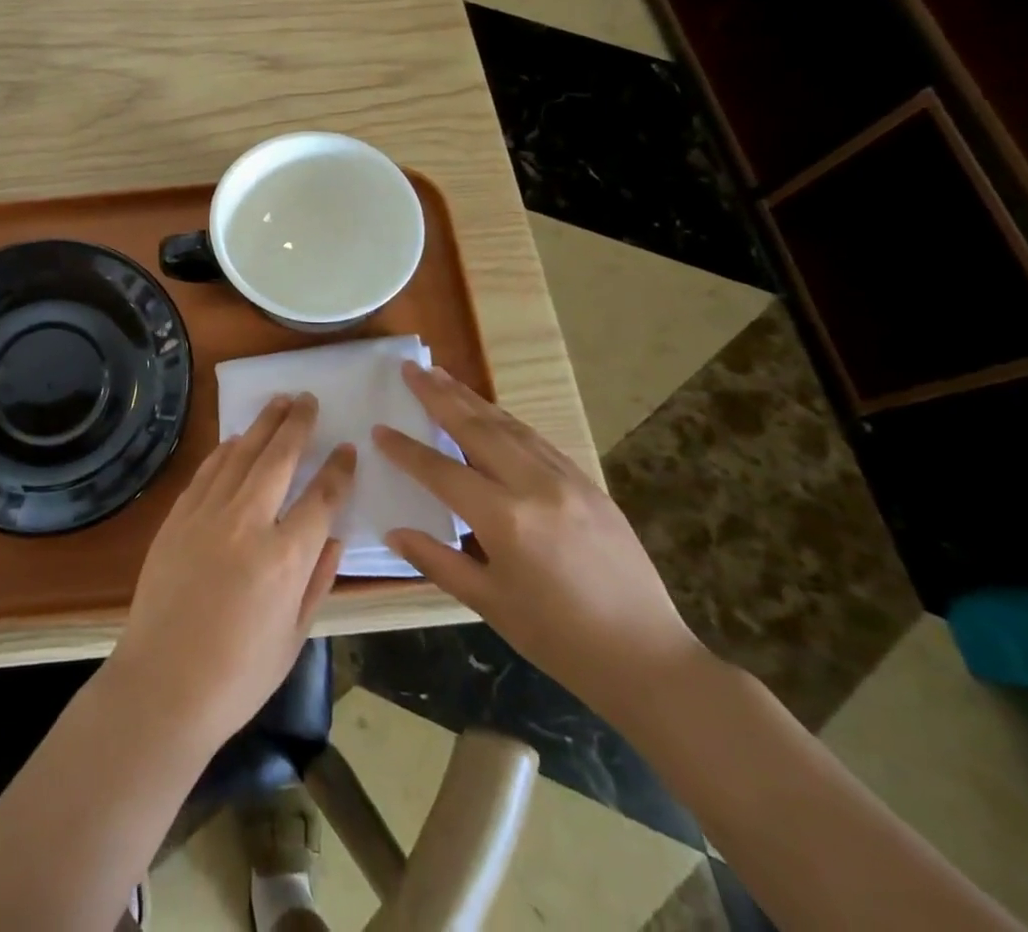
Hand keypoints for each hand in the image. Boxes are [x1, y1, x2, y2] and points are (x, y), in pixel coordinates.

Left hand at [111, 394, 355, 750]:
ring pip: (240, 454)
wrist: (162, 684)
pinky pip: (207, 472)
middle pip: (278, 458)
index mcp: (284, 557)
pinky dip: (225, 451)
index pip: (322, 498)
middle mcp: (247, 523)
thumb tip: (334, 536)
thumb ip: (317, 580)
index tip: (348, 449)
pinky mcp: (177, 517)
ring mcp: (207, 515)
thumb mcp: (295, 637)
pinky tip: (235, 439)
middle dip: (297, 424)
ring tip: (279, 402)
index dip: (338, 470)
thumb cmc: (238, 675)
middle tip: (309, 399)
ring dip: (262, 425)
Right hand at [376, 362, 704, 723]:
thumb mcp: (490, 604)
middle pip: (476, 428)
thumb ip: (438, 561)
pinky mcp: (589, 483)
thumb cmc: (559, 640)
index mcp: (505, 519)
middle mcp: (534, 486)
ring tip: (442, 375)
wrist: (648, 659)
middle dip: (439, 396)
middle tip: (410, 369)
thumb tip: (394, 531)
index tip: (379, 428)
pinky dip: (506, 420)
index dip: (407, 450)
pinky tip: (490, 412)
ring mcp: (567, 480)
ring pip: (509, 426)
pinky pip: (537, 440)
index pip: (442, 471)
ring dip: (472, 398)